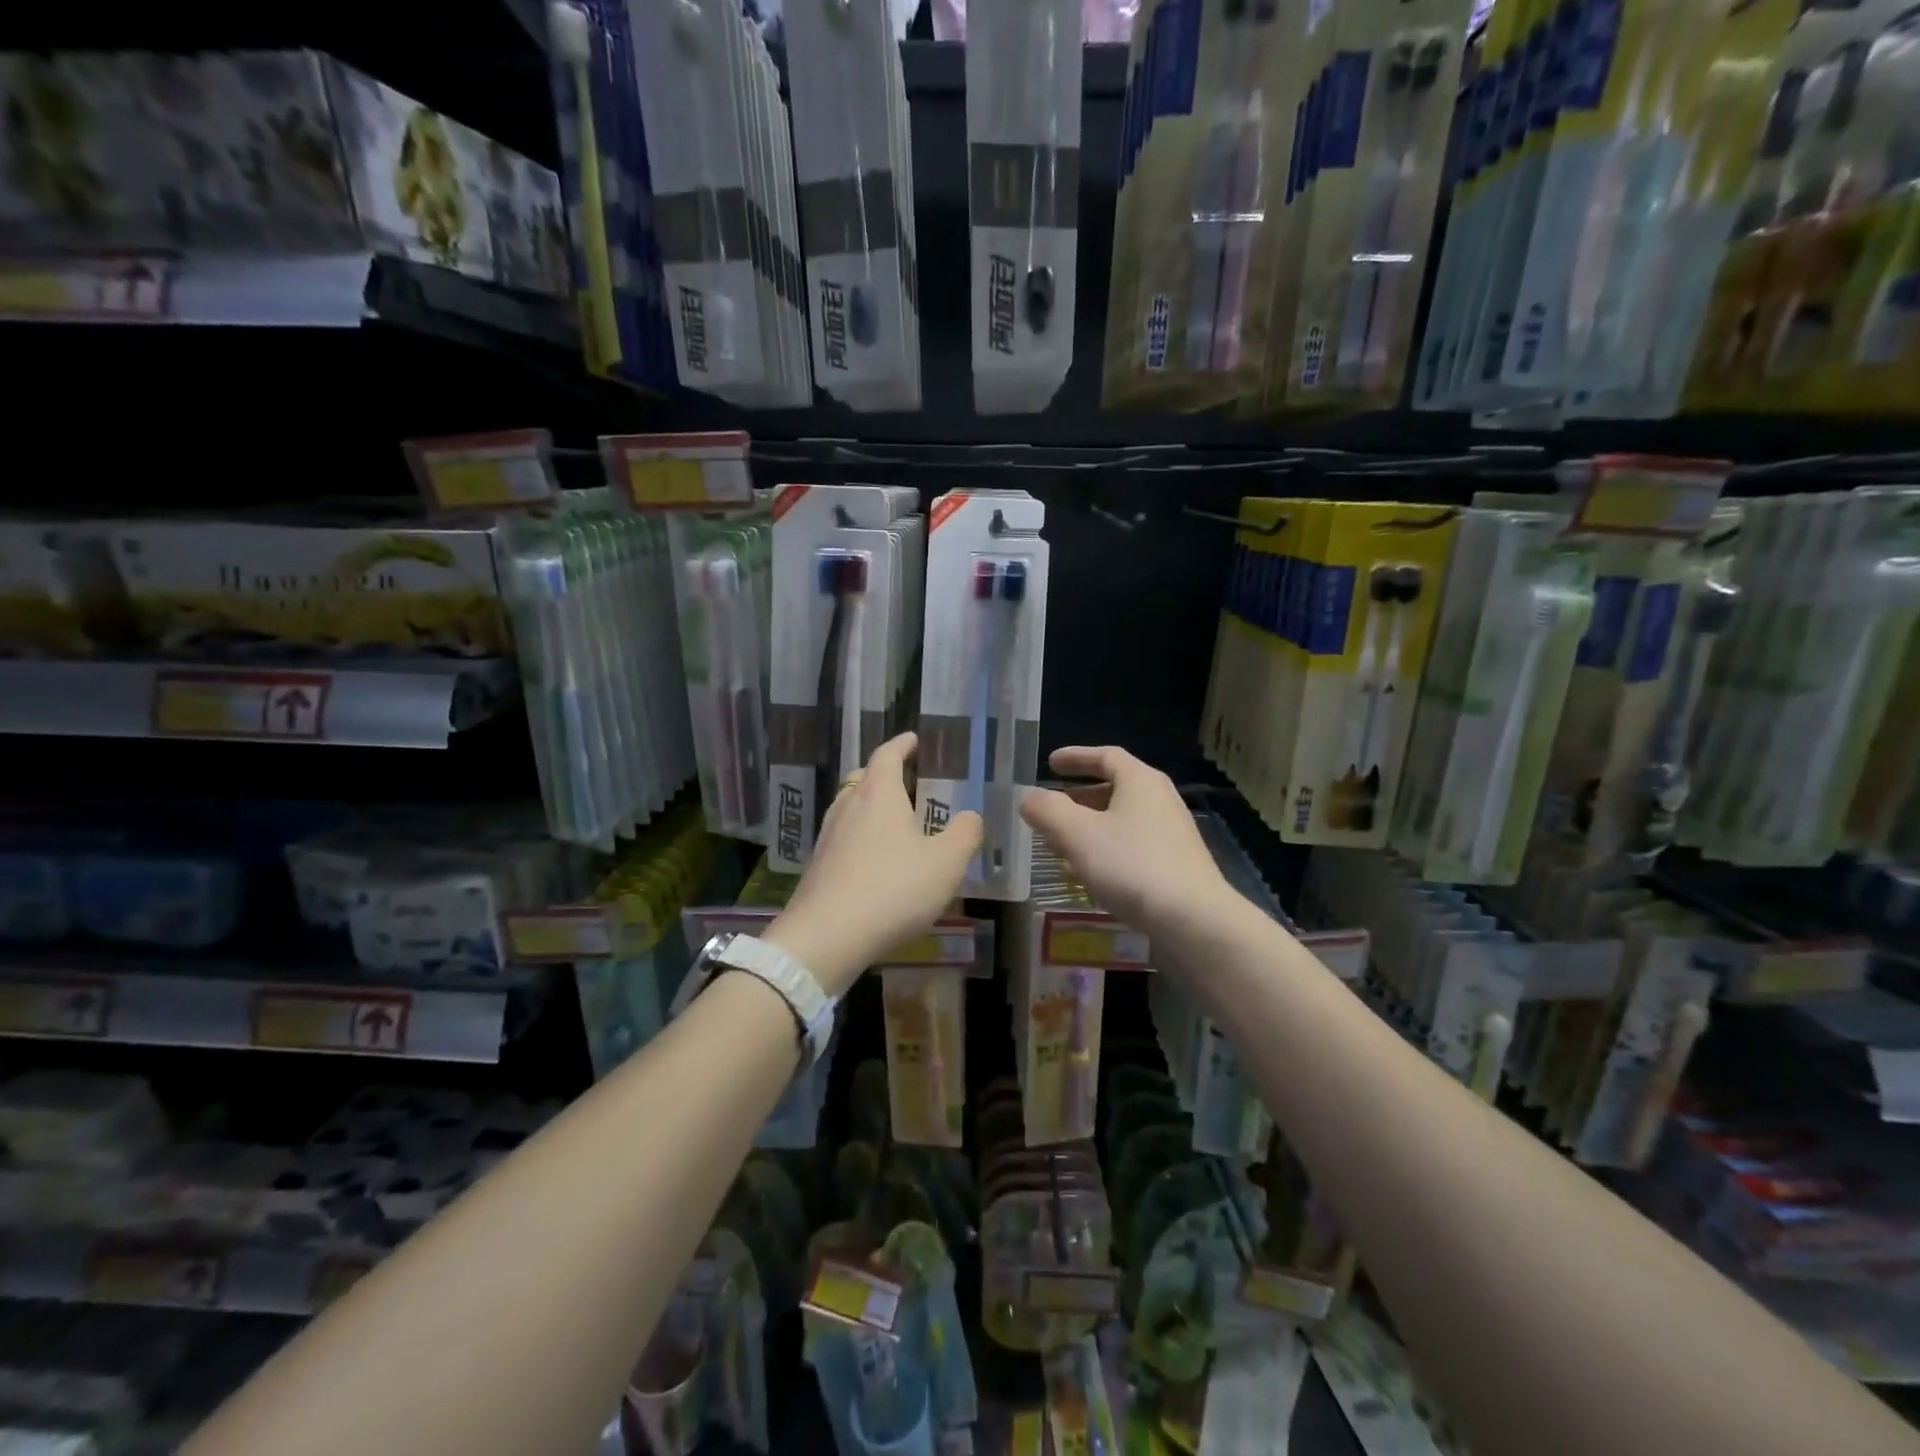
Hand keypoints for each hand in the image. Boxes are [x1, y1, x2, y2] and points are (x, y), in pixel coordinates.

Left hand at [765, 733, 982, 996]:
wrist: (827, 936)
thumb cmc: (893, 889)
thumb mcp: (945, 863)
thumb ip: (965, 833)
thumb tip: (971, 816)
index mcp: (878, 793)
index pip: (888, 754)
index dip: (903, 744)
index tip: (915, 739)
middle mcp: (848, 806)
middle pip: (863, 777)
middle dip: (885, 773)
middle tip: (909, 780)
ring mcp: (828, 836)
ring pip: (850, 807)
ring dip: (871, 806)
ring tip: (896, 820)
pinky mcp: (819, 865)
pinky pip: (844, 836)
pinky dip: (862, 835)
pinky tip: (877, 859)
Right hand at [1020, 746, 1240, 942]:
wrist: (1193, 920)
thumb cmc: (1132, 865)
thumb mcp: (1077, 834)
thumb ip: (1047, 811)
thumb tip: (1028, 798)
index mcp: (1140, 781)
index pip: (1105, 756)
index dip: (1075, 757)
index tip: (1050, 763)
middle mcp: (1160, 801)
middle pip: (1114, 789)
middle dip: (1078, 799)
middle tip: (1051, 810)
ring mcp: (1171, 835)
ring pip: (1120, 822)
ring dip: (1088, 829)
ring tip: (1059, 846)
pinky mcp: (1174, 866)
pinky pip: (1131, 847)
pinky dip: (1105, 851)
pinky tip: (1087, 875)